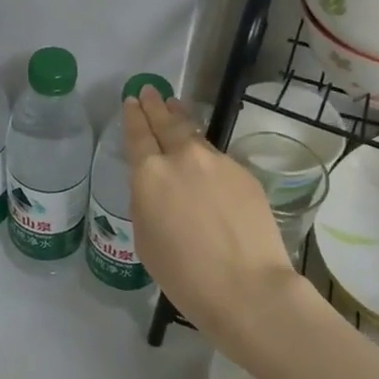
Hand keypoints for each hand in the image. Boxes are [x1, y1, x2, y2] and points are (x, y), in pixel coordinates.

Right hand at [123, 88, 301, 339]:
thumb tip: (158, 187)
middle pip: (167, 122)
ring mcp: (217, 162)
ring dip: (182, 119)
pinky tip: (206, 162)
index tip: (132, 100)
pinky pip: (218, 159)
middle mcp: (182, 158)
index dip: (133, 116)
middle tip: (150, 91)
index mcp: (149, 174)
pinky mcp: (244, 174)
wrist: (246, 287)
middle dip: (156, 105)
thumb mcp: (146, 238)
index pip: (138, 134)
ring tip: (175, 107)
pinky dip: (206, 155)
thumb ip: (147, 202)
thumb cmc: (184, 274)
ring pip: (195, 135)